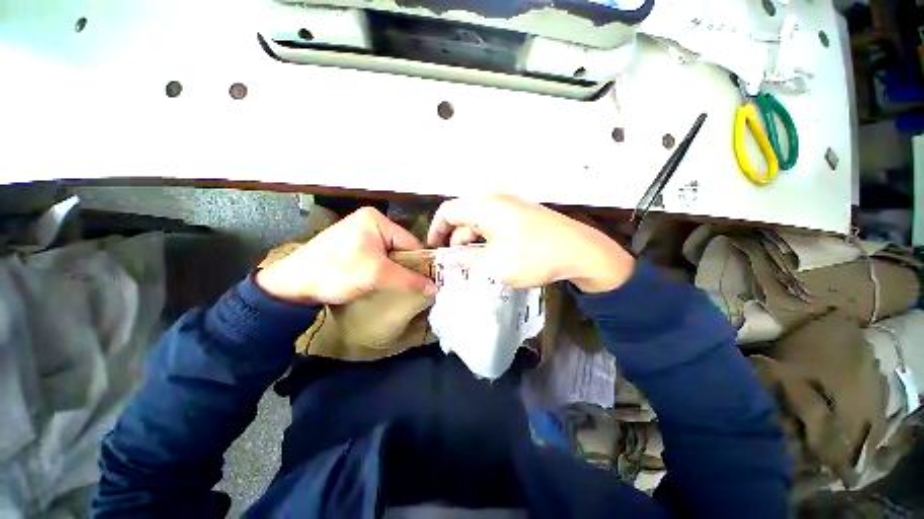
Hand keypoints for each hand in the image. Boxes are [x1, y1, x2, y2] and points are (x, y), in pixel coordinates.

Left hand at [256, 207, 437, 304]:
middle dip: (406, 267)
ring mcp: (361, 233)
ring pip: (390, 254)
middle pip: (401, 247)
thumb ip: (409, 280)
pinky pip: (378, 257)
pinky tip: (384, 281)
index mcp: (377, 220)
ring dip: (395, 270)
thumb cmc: (337, 272)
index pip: (411, 242)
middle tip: (416, 286)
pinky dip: (384, 270)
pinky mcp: (354, 245)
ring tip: (400, 286)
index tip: (429, 281)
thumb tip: (436, 288)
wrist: (292, 284)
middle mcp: (370, 222)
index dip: (420, 263)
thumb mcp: (377, 275)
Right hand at [427, 194, 634, 292]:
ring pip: (480, 223)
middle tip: (458, 265)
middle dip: (457, 241)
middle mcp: (495, 200)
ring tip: (477, 265)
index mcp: (484, 206)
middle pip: (464, 217)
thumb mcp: (493, 264)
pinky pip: (495, 224)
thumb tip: (448, 260)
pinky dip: (488, 240)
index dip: (436, 230)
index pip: (448, 211)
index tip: (435, 250)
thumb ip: (465, 260)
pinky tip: (494, 257)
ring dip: (473, 243)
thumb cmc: (532, 257)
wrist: (580, 252)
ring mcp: (511, 206)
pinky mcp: (521, 214)